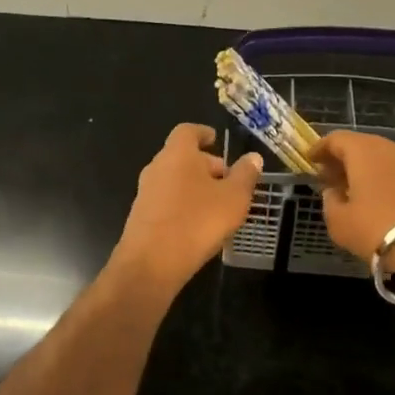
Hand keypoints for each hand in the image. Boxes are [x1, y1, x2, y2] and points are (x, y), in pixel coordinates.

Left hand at [113, 124, 263, 291]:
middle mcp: (157, 167)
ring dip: (195, 186)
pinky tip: (198, 224)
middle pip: (181, 157)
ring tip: (218, 204)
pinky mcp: (141, 217)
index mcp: (177, 154)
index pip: (188, 131)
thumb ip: (245, 175)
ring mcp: (145, 193)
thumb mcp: (233, 198)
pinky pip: (166, 201)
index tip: (215, 139)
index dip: (203, 133)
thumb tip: (253, 157)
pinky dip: (183, 204)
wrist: (151, 263)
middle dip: (204, 164)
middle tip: (227, 179)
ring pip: (174, 180)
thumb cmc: (198, 221)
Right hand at [310, 131, 394, 260]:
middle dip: (342, 160)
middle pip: (360, 146)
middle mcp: (389, 148)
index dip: (319, 149)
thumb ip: (330, 202)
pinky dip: (383, 180)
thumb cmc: (379, 228)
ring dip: (364, 170)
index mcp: (363, 150)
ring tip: (353, 191)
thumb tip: (332, 191)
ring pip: (381, 159)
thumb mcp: (340, 222)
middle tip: (329, 177)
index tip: (310, 160)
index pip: (335, 139)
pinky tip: (378, 200)